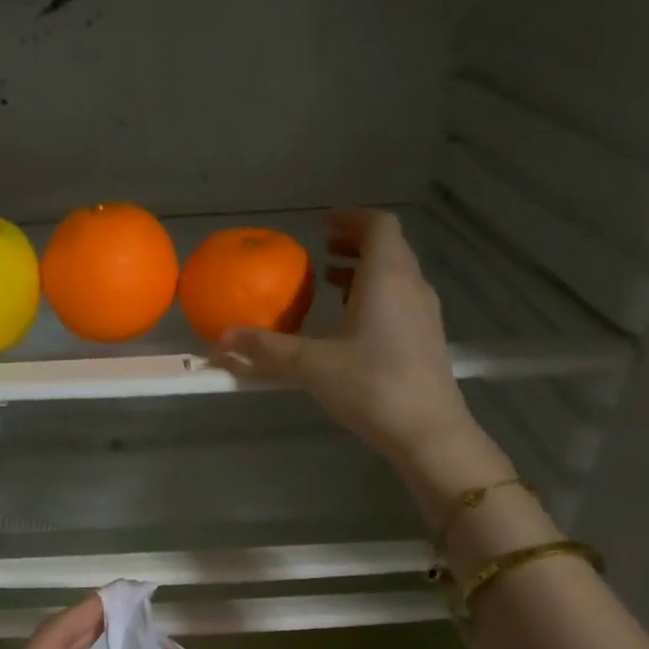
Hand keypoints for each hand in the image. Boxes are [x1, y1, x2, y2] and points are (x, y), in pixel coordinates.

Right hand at [222, 209, 511, 500]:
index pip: (377, 225)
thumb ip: (266, 349)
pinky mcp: (426, 338)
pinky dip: (374, 295)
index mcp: (386, 277)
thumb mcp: (311, 366)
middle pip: (388, 247)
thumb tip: (221, 340)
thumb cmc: (371, 386)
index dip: (350, 218)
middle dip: (354, 243)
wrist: (427, 431)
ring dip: (364, 271)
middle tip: (321, 250)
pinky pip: (400, 299)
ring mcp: (423, 313)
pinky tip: (350, 324)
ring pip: (396, 274)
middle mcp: (410, 286)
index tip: (321, 224)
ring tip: (330, 283)